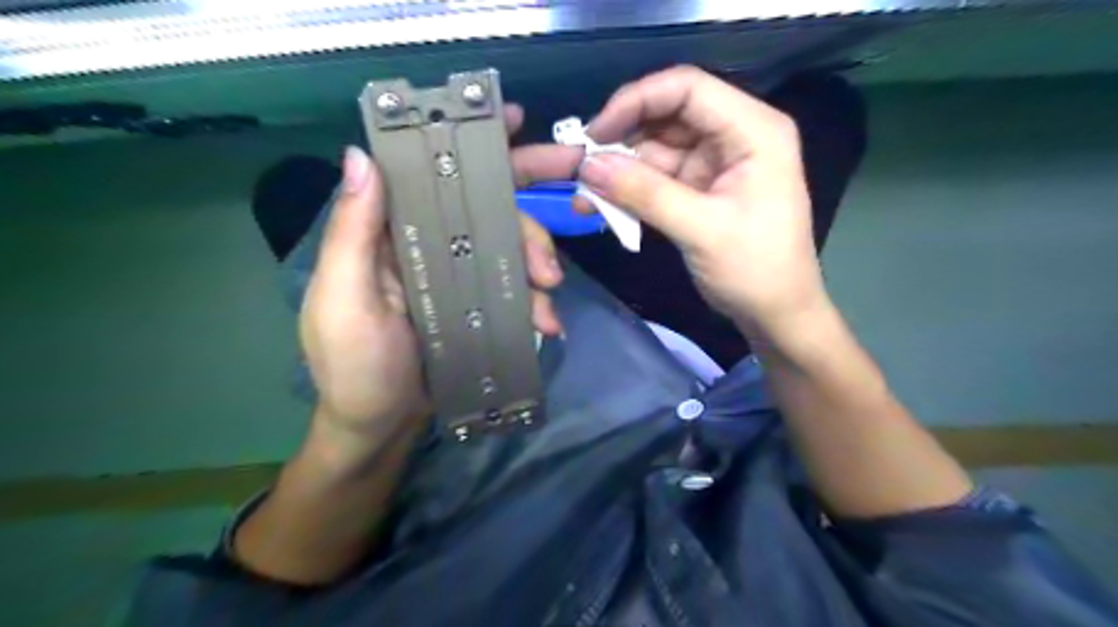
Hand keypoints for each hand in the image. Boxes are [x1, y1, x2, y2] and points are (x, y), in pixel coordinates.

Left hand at [298, 108, 576, 454]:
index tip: (518, 123)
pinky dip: (536, 302)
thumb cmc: (355, 367)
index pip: (431, 174)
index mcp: (391, 233)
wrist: (383, 428)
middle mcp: (428, 244)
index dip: (472, 145)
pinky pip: (516, 288)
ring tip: (549, 298)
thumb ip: (353, 234)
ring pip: (509, 247)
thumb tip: (360, 155)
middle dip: (527, 217)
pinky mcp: (480, 305)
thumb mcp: (345, 301)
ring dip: (538, 263)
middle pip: (486, 207)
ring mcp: (459, 275)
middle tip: (559, 234)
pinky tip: (547, 323)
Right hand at [575, 66, 827, 332]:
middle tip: (582, 167)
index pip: (687, 89)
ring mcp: (714, 164)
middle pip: (667, 116)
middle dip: (622, 139)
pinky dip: (629, 191)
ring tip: (583, 195)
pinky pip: (656, 179)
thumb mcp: (701, 229)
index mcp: (753, 130)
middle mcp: (734, 136)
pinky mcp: (698, 190)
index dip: (636, 101)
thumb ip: (645, 194)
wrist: (776, 314)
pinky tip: (600, 206)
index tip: (595, 134)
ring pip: (655, 149)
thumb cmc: (755, 269)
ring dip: (619, 170)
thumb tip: (587, 166)